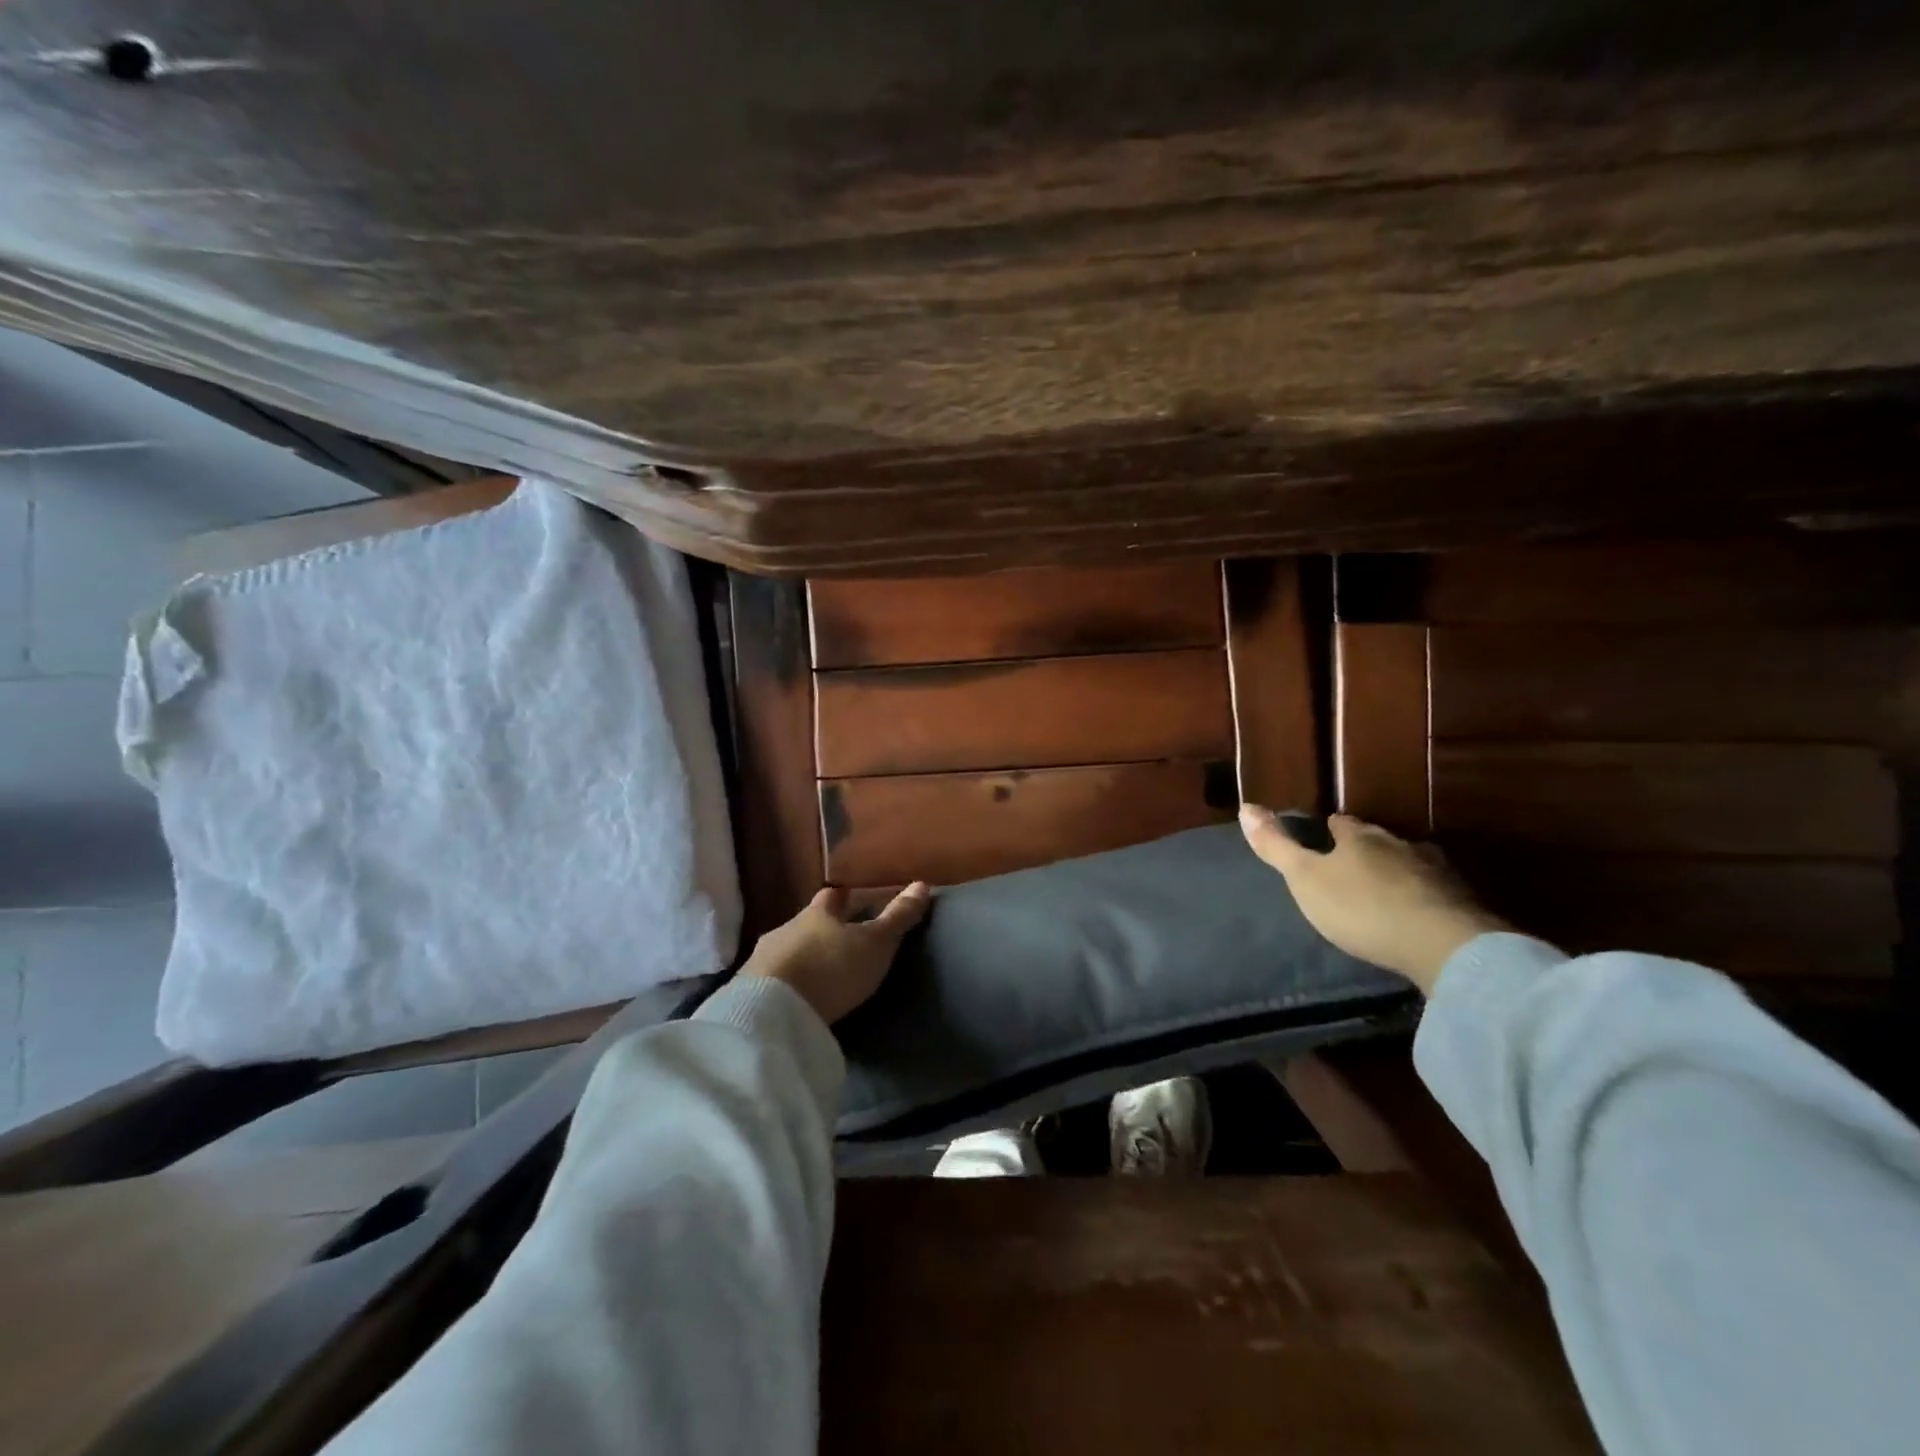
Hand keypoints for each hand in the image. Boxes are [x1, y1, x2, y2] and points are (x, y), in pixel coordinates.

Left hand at [741, 883, 931, 1023]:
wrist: (772, 1012)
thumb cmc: (831, 968)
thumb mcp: (875, 944)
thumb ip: (898, 917)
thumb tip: (923, 884)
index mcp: (818, 913)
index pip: (832, 895)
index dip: (844, 895)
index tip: (852, 895)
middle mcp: (787, 928)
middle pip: (807, 923)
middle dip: (821, 929)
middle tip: (839, 939)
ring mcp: (762, 959)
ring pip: (787, 950)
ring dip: (801, 957)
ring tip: (818, 974)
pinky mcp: (749, 991)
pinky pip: (771, 979)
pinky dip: (786, 983)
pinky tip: (795, 996)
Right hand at [1238, 806, 1508, 994]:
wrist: (1444, 946)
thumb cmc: (1361, 907)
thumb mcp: (1305, 878)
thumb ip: (1277, 846)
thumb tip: (1245, 806)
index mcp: (1360, 837)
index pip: (1341, 823)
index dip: (1329, 830)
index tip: (1322, 839)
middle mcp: (1399, 844)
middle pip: (1377, 841)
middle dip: (1364, 850)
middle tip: (1349, 867)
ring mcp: (1435, 872)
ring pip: (1408, 863)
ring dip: (1395, 873)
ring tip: (1381, 890)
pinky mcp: (1461, 902)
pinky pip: (1433, 892)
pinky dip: (1420, 898)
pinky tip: (1415, 913)